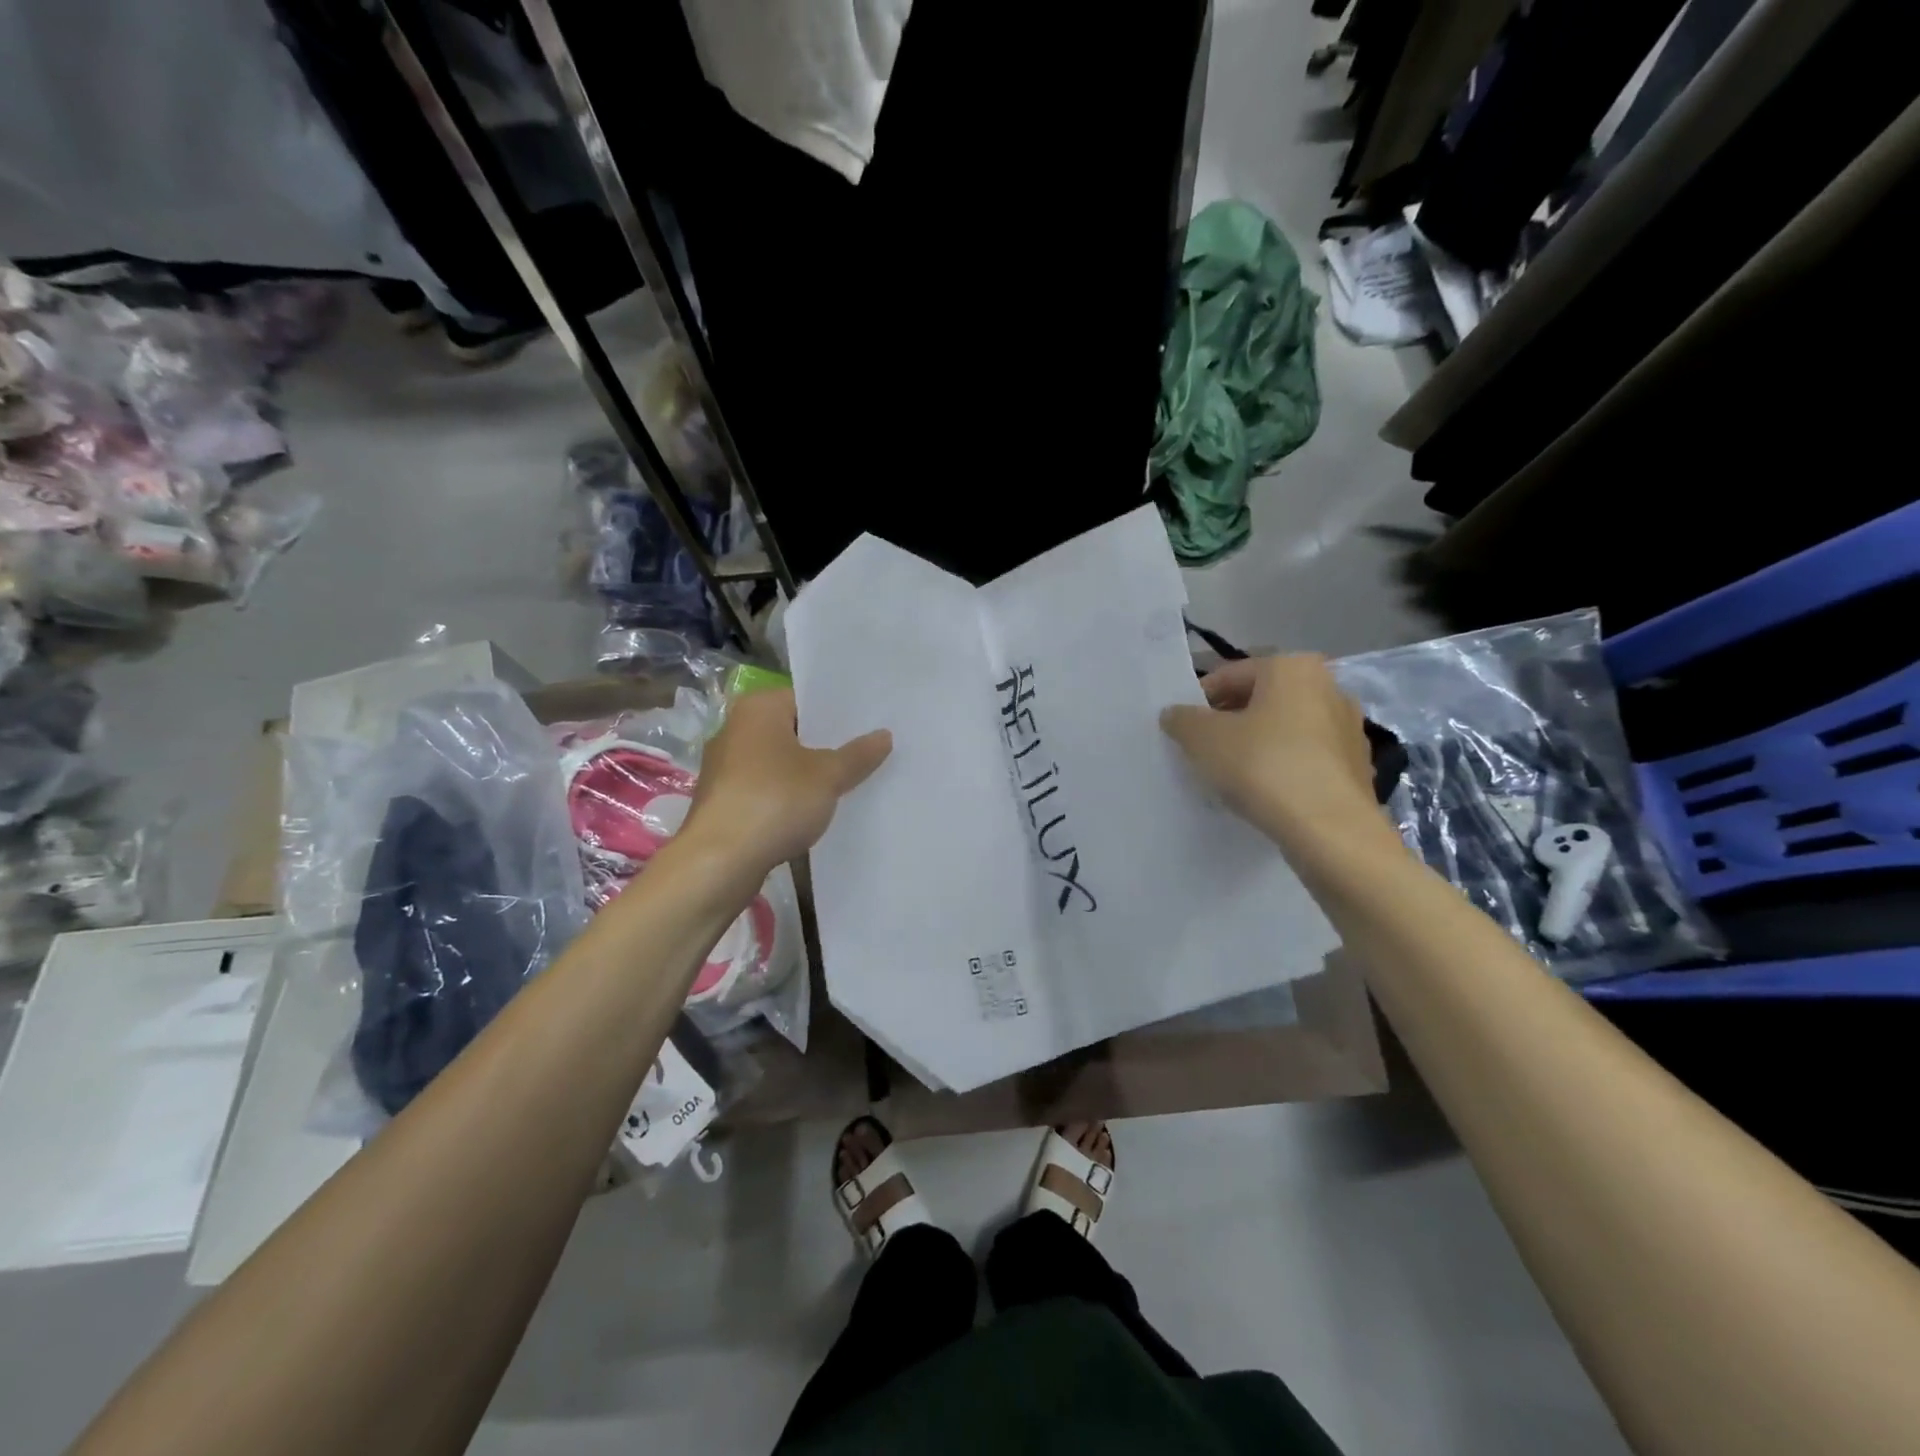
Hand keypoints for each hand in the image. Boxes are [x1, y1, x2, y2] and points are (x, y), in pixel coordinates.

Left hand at [679, 686, 891, 879]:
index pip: (805, 699)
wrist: (719, 861)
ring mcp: (725, 766)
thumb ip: (857, 755)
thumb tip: (884, 735)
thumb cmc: (775, 801)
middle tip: (867, 752)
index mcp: (758, 708)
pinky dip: (789, 794)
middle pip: (792, 729)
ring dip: (808, 772)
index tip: (869, 724)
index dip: (838, 712)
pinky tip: (815, 810)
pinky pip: (766, 787)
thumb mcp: (828, 777)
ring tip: (848, 781)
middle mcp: (735, 729)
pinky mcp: (724, 800)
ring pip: (779, 761)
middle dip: (826, 743)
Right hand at [1160, 654, 1380, 842]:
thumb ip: (1182, 719)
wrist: (1330, 829)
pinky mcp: (1358, 765)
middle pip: (1261, 700)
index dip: (1199, 702)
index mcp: (1292, 667)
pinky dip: (1283, 767)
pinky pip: (1307, 758)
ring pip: (1285, 729)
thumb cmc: (1263, 766)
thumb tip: (1175, 714)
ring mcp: (1348, 727)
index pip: (1230, 676)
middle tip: (1203, 752)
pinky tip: (1265, 792)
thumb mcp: (1202, 739)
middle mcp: (1328, 687)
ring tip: (1232, 775)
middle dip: (1230, 722)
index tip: (1183, 730)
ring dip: (1258, 745)